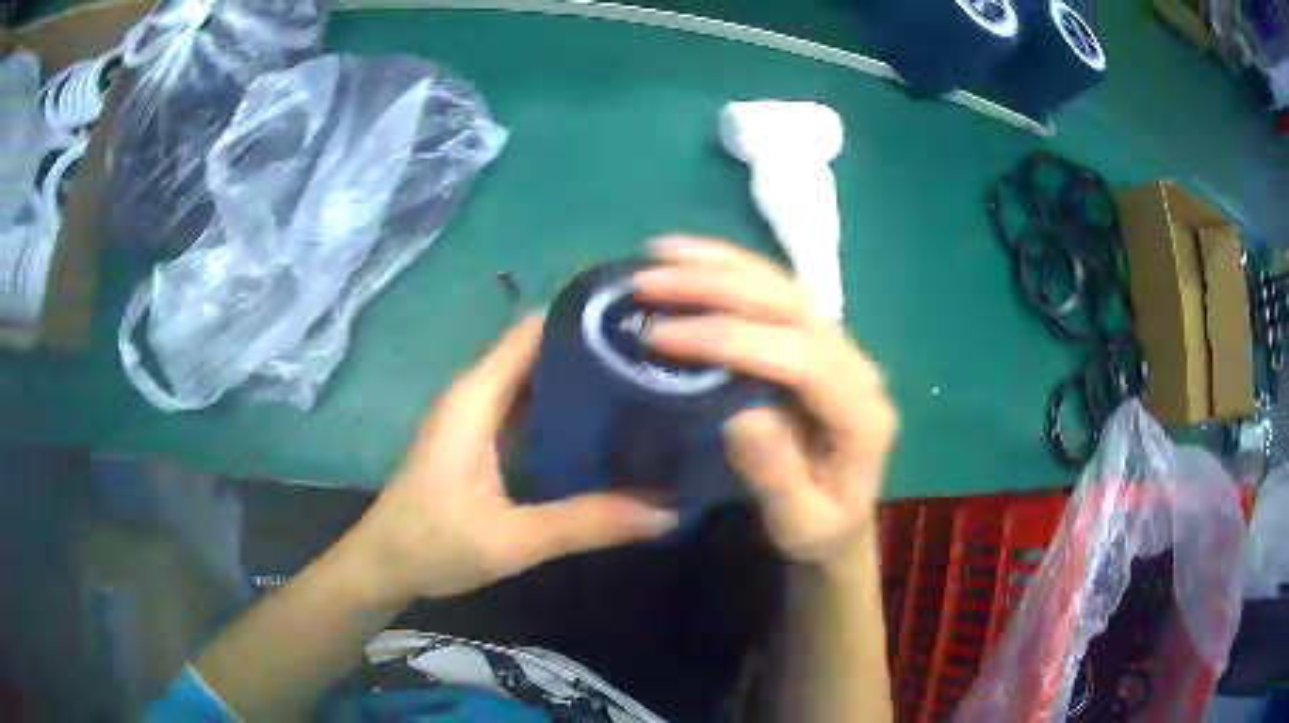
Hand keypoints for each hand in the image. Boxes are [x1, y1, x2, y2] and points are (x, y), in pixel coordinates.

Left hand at [352, 316, 678, 601]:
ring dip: (585, 379)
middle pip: (541, 349)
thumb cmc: (431, 545)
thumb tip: (667, 510)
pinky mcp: (484, 441)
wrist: (383, 566)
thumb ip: (584, 523)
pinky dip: (568, 409)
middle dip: (596, 348)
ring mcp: (479, 417)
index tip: (642, 319)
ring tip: (647, 384)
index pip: (534, 329)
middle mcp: (478, 394)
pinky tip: (608, 427)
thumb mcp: (511, 540)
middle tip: (660, 359)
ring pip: (538, 379)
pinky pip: (532, 408)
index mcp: (476, 397)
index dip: (584, 315)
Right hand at [635, 237, 897, 568]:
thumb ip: (777, 477)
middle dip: (716, 288)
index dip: (731, 339)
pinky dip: (731, 268)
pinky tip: (689, 256)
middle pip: (791, 306)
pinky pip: (777, 291)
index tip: (661, 336)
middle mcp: (857, 366)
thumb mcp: (798, 524)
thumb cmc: (819, 529)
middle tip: (647, 284)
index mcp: (860, 413)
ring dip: (720, 265)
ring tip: (659, 254)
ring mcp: (840, 346)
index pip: (800, 358)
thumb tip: (739, 416)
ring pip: (783, 286)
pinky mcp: (817, 340)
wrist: (843, 520)